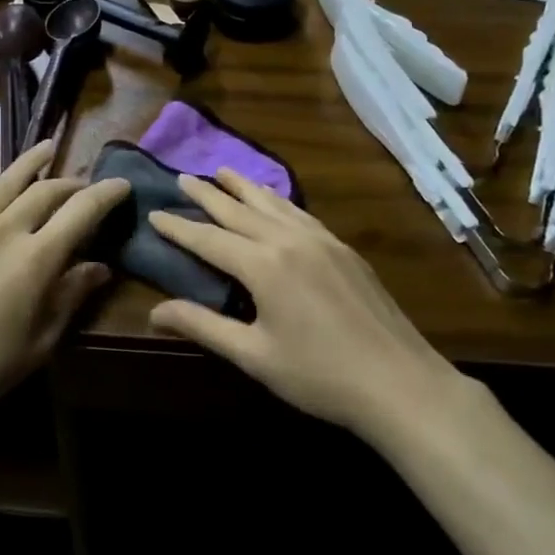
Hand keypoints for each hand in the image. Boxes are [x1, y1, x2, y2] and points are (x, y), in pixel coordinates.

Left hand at [0, 137, 130, 427]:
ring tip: (48, 147)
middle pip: (47, 192)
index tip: (122, 185)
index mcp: (36, 259)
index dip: (106, 194)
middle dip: (72, 185)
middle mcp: (5, 230)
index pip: (82, 212)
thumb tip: (101, 267)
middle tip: (85, 188)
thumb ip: (71, 296)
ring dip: (32, 161)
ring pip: (7, 181)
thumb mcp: (41, 340)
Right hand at [147, 170, 471, 434]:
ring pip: (274, 204)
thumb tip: (154, 311)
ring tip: (223, 171)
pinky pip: (301, 214)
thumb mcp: (253, 355)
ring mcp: (322, 242)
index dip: (178, 227)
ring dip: (245, 187)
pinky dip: (279, 202)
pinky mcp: (344, 250)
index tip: (154, 212)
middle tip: (182, 177)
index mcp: (263, 266)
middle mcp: (290, 241)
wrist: (400, 383)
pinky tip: (276, 202)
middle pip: (239, 210)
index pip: (209, 239)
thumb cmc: (319, 375)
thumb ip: (203, 326)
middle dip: (208, 194)